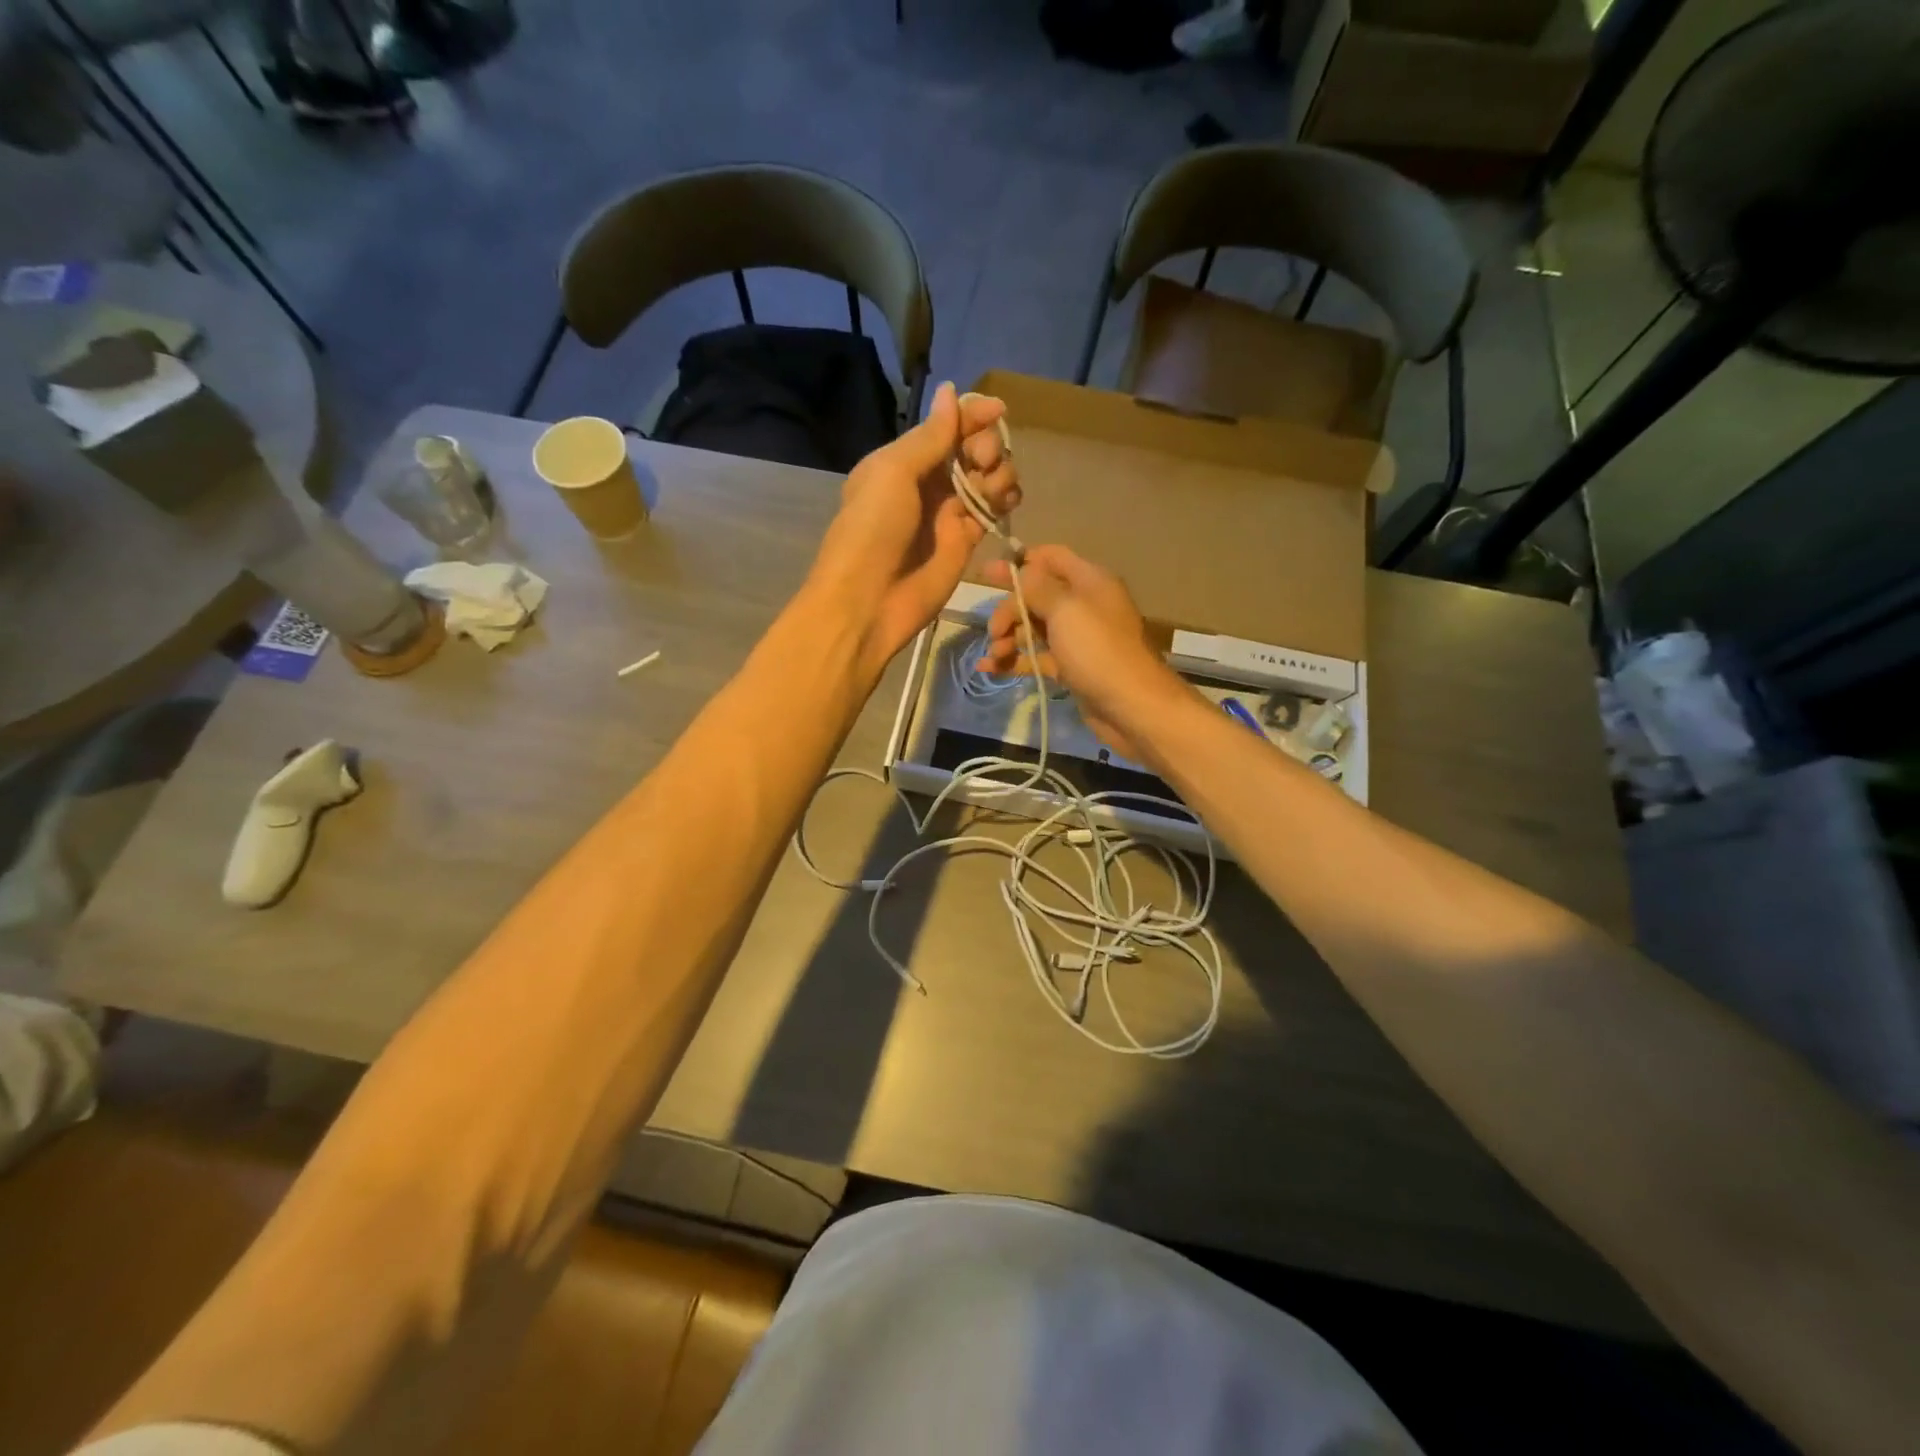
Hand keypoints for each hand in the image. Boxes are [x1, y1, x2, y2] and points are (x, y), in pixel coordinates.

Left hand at [809, 383, 1019, 673]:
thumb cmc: (873, 529)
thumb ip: (930, 437)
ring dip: (999, 472)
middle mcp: (926, 483)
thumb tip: (952, 392)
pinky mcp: (964, 542)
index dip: (973, 416)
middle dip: (986, 445)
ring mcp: (947, 514)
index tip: (998, 412)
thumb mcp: (893, 472)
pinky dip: (1004, 501)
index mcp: (901, 460)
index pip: (945, 427)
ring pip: (986, 478)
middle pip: (970, 449)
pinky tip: (1006, 501)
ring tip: (995, 487)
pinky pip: (992, 512)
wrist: (868, 601)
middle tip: (984, 460)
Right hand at [980, 545, 1186, 757]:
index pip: (1050, 558)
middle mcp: (1083, 605)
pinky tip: (989, 668)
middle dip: (1009, 610)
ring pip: (1034, 629)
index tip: (987, 574)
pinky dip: (1014, 660)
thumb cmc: (1099, 650)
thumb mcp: (1066, 609)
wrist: (1131, 706)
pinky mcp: (1071, 668)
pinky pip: (1037, 657)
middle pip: (1036, 596)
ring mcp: (1077, 638)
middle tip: (993, 631)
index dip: (1020, 563)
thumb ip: (1037, 587)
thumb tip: (1020, 572)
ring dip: (1009, 638)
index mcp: (1089, 581)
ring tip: (993, 656)